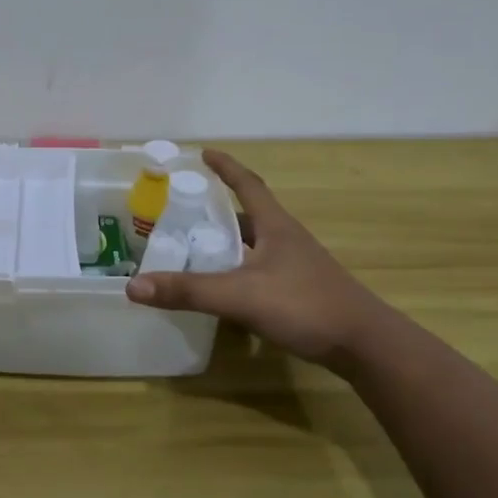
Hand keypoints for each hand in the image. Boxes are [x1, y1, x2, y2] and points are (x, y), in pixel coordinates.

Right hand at [125, 149, 389, 366]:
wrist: (364, 345)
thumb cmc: (305, 306)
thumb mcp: (240, 296)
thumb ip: (188, 291)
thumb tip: (133, 286)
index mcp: (275, 226)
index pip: (247, 185)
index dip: (225, 167)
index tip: (203, 153)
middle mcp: (287, 240)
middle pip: (249, 214)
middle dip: (218, 209)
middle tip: (184, 209)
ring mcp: (296, 266)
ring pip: (255, 245)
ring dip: (228, 241)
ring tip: (196, 246)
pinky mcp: (300, 291)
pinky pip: (260, 270)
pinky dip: (238, 270)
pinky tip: (224, 287)